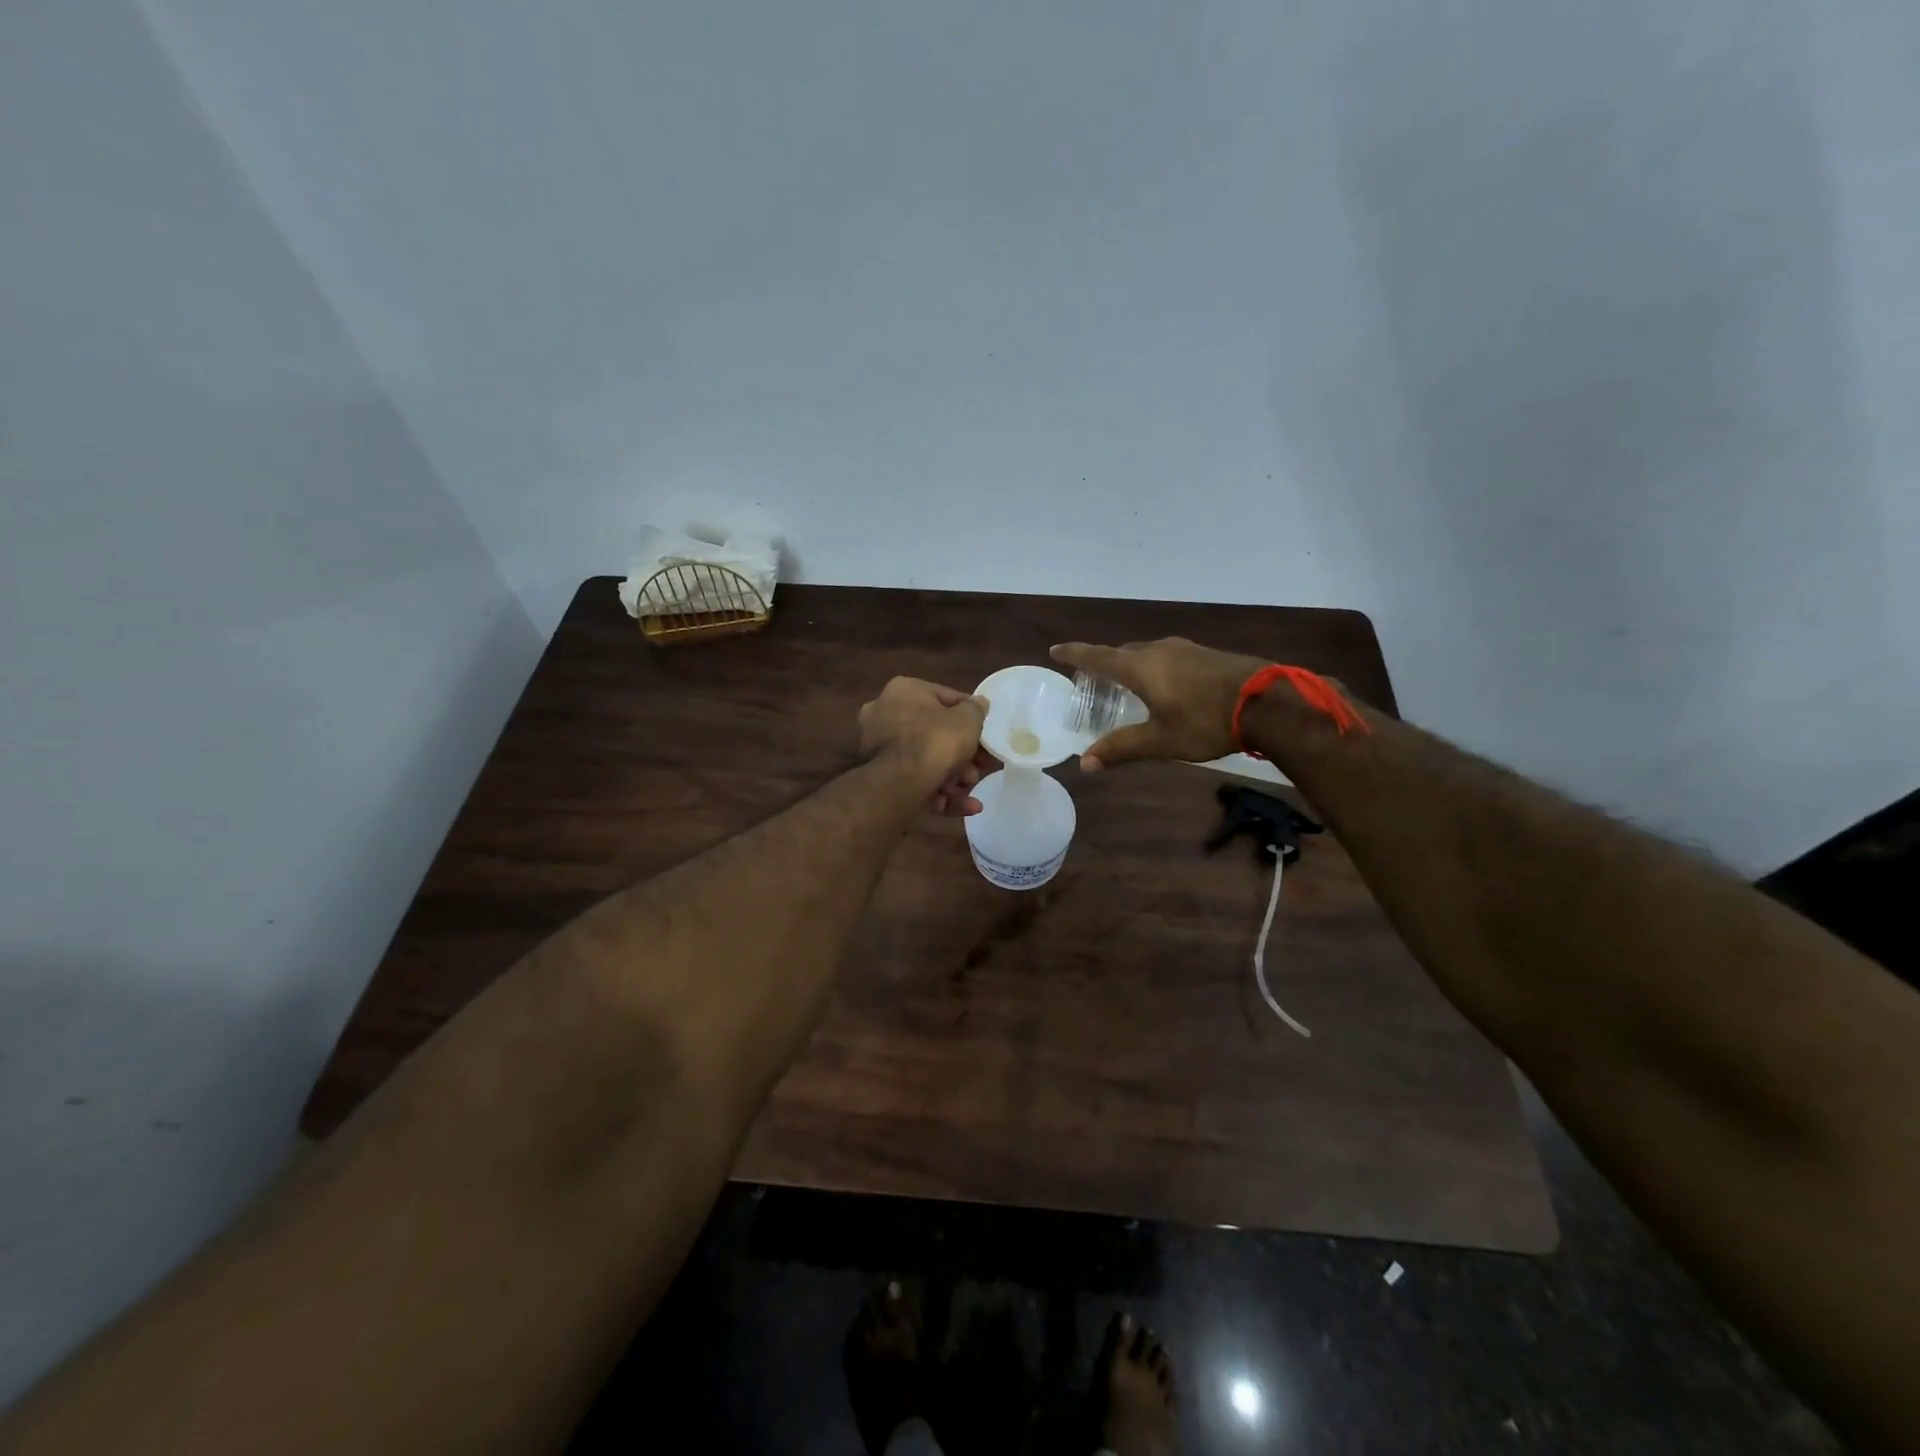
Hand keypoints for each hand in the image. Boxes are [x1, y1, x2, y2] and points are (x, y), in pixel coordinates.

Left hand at [858, 677, 995, 816]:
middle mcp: (884, 714)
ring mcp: (877, 748)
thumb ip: (976, 710)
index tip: (985, 731)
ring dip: (953, 776)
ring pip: (924, 760)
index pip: (944, 697)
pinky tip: (968, 807)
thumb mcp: (968, 720)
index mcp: (903, 690)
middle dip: (961, 753)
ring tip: (972, 787)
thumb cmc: (936, 741)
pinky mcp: (879, 778)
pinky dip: (940, 794)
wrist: (899, 783)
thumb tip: (979, 703)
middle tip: (980, 765)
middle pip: (933, 733)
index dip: (969, 715)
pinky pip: (915, 781)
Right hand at [1049, 638, 1272, 769]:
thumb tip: (1085, 764)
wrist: (1267, 701)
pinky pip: (1168, 656)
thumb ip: (1122, 748)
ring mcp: (1186, 649)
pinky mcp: (1207, 655)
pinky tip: (1166, 684)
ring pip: (1147, 652)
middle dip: (1105, 662)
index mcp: (1140, 668)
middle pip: (1122, 652)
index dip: (1075, 653)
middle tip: (1093, 679)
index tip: (1055, 650)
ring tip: (1128, 683)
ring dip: (1132, 664)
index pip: (1098, 656)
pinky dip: (1155, 667)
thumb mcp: (1160, 740)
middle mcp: (1158, 650)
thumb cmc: (1205, 721)